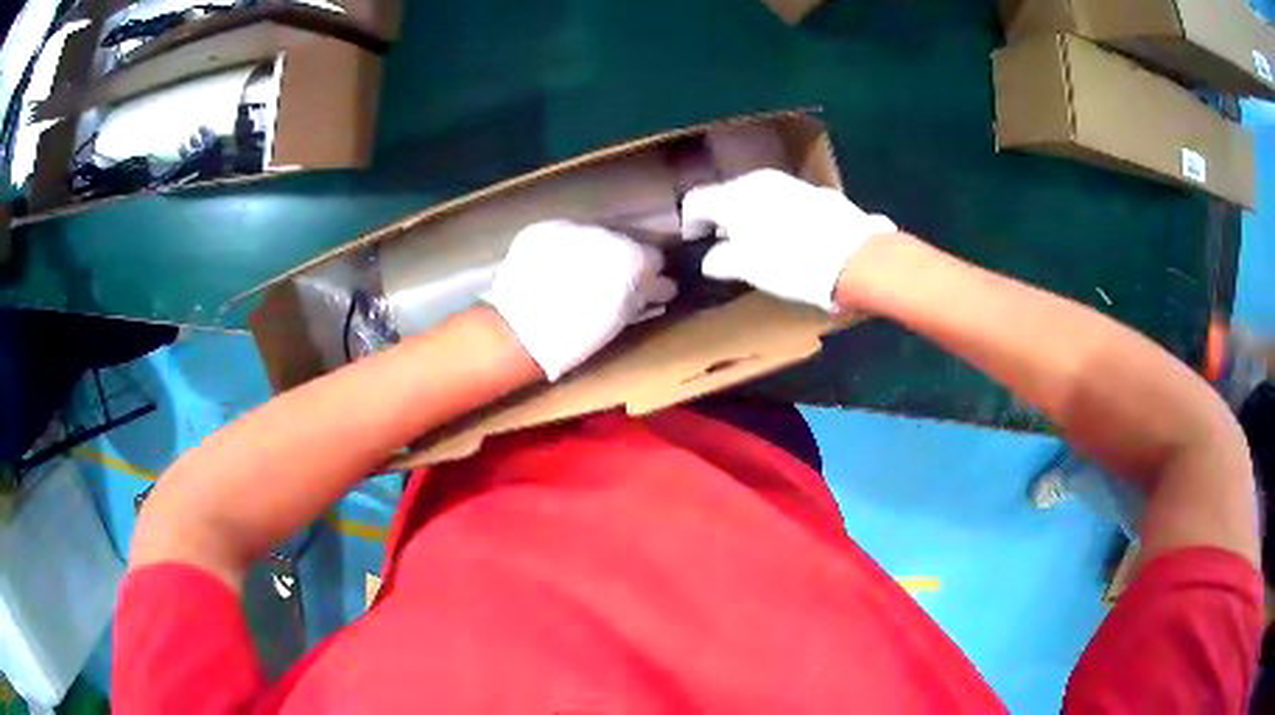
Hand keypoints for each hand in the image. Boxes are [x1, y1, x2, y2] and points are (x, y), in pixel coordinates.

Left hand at [486, 220, 676, 381]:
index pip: (654, 257)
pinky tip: (554, 269)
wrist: (521, 331)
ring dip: (591, 250)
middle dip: (621, 258)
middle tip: (610, 280)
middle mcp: (605, 233)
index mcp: (631, 256)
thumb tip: (661, 285)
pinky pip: (562, 235)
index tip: (644, 286)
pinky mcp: (543, 229)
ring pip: (592, 235)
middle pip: (624, 241)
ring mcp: (571, 227)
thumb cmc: (578, 334)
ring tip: (579, 274)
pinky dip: (563, 248)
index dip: (649, 274)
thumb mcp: (621, 316)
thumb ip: (644, 294)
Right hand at [680, 169, 898, 311]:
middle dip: (725, 217)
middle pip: (731, 194)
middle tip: (727, 243)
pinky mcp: (820, 194)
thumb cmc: (791, 264)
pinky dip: (782, 217)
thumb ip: (723, 260)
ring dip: (755, 216)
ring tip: (762, 243)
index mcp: (736, 195)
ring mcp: (793, 184)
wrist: (857, 259)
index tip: (695, 241)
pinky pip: (788, 203)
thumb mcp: (748, 268)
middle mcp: (761, 180)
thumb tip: (712, 258)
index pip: (698, 200)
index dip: (690, 222)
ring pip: (762, 196)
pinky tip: (794, 239)